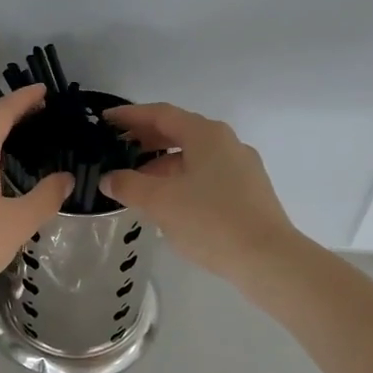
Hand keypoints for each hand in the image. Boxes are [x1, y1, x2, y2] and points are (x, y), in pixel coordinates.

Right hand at [100, 103, 302, 285]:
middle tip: (117, 150)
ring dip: (163, 164)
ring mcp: (242, 167)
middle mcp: (227, 142)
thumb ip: (129, 185)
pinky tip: (169, 203)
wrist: (267, 258)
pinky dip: (182, 180)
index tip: (105, 120)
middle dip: (146, 140)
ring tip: (137, 184)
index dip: (130, 116)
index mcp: (206, 134)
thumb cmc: (210, 220)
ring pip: (194, 156)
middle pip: (179, 132)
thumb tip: (109, 179)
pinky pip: (207, 175)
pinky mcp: (249, 191)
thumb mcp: (160, 202)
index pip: (161, 114)